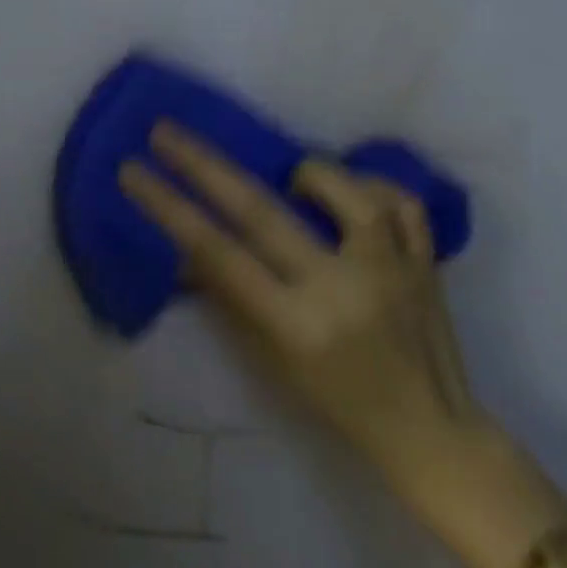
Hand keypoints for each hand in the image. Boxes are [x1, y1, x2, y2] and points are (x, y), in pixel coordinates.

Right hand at [120, 123, 497, 508]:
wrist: (434, 436)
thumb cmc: (338, 404)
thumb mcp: (272, 362)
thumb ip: (229, 297)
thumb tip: (185, 247)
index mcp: (298, 324)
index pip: (217, 252)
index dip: (169, 207)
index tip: (132, 170)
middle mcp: (342, 288)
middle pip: (260, 210)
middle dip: (203, 165)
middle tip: (164, 131)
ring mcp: (392, 270)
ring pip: (345, 191)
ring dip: (308, 174)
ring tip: (292, 181)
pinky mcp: (427, 262)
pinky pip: (400, 201)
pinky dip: (372, 185)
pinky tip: (352, 193)